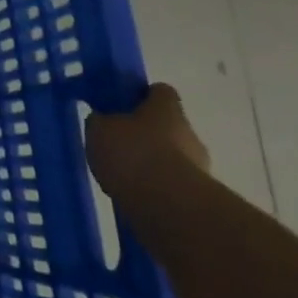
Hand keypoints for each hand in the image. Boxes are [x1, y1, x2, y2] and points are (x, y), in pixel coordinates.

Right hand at [84, 82, 209, 202]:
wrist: (168, 206)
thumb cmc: (132, 154)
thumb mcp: (98, 129)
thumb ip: (101, 121)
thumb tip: (104, 121)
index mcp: (166, 109)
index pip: (160, 91)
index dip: (142, 95)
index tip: (121, 103)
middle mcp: (188, 133)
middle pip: (167, 125)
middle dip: (145, 133)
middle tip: (117, 142)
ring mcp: (198, 166)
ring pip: (171, 156)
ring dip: (151, 162)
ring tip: (122, 173)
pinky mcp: (198, 196)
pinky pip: (171, 183)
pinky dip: (155, 186)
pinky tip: (132, 193)